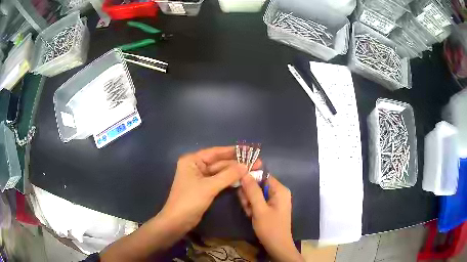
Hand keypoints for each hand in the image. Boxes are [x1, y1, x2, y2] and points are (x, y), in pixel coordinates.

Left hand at [160, 146, 247, 233]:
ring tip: (253, 170)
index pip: (215, 152)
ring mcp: (200, 178)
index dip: (233, 151)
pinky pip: (219, 181)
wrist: (178, 221)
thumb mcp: (209, 186)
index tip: (249, 149)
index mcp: (192, 160)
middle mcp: (196, 166)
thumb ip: (228, 175)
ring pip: (221, 172)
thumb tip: (246, 166)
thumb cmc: (190, 200)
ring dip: (235, 172)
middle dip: (237, 164)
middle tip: (256, 163)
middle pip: (219, 162)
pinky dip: (230, 180)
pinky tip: (242, 179)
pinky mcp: (204, 188)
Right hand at [238, 174, 303, 261]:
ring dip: (249, 202)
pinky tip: (251, 215)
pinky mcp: (271, 207)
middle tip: (246, 206)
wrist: (277, 246)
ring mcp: (275, 200)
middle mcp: (279, 192)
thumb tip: (244, 172)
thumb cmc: (270, 228)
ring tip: (250, 213)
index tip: (240, 187)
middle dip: (249, 194)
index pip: (262, 175)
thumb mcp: (259, 209)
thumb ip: (252, 191)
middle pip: (258, 185)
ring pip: (256, 194)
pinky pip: (259, 201)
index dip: (250, 179)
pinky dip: (253, 207)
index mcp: (280, 189)